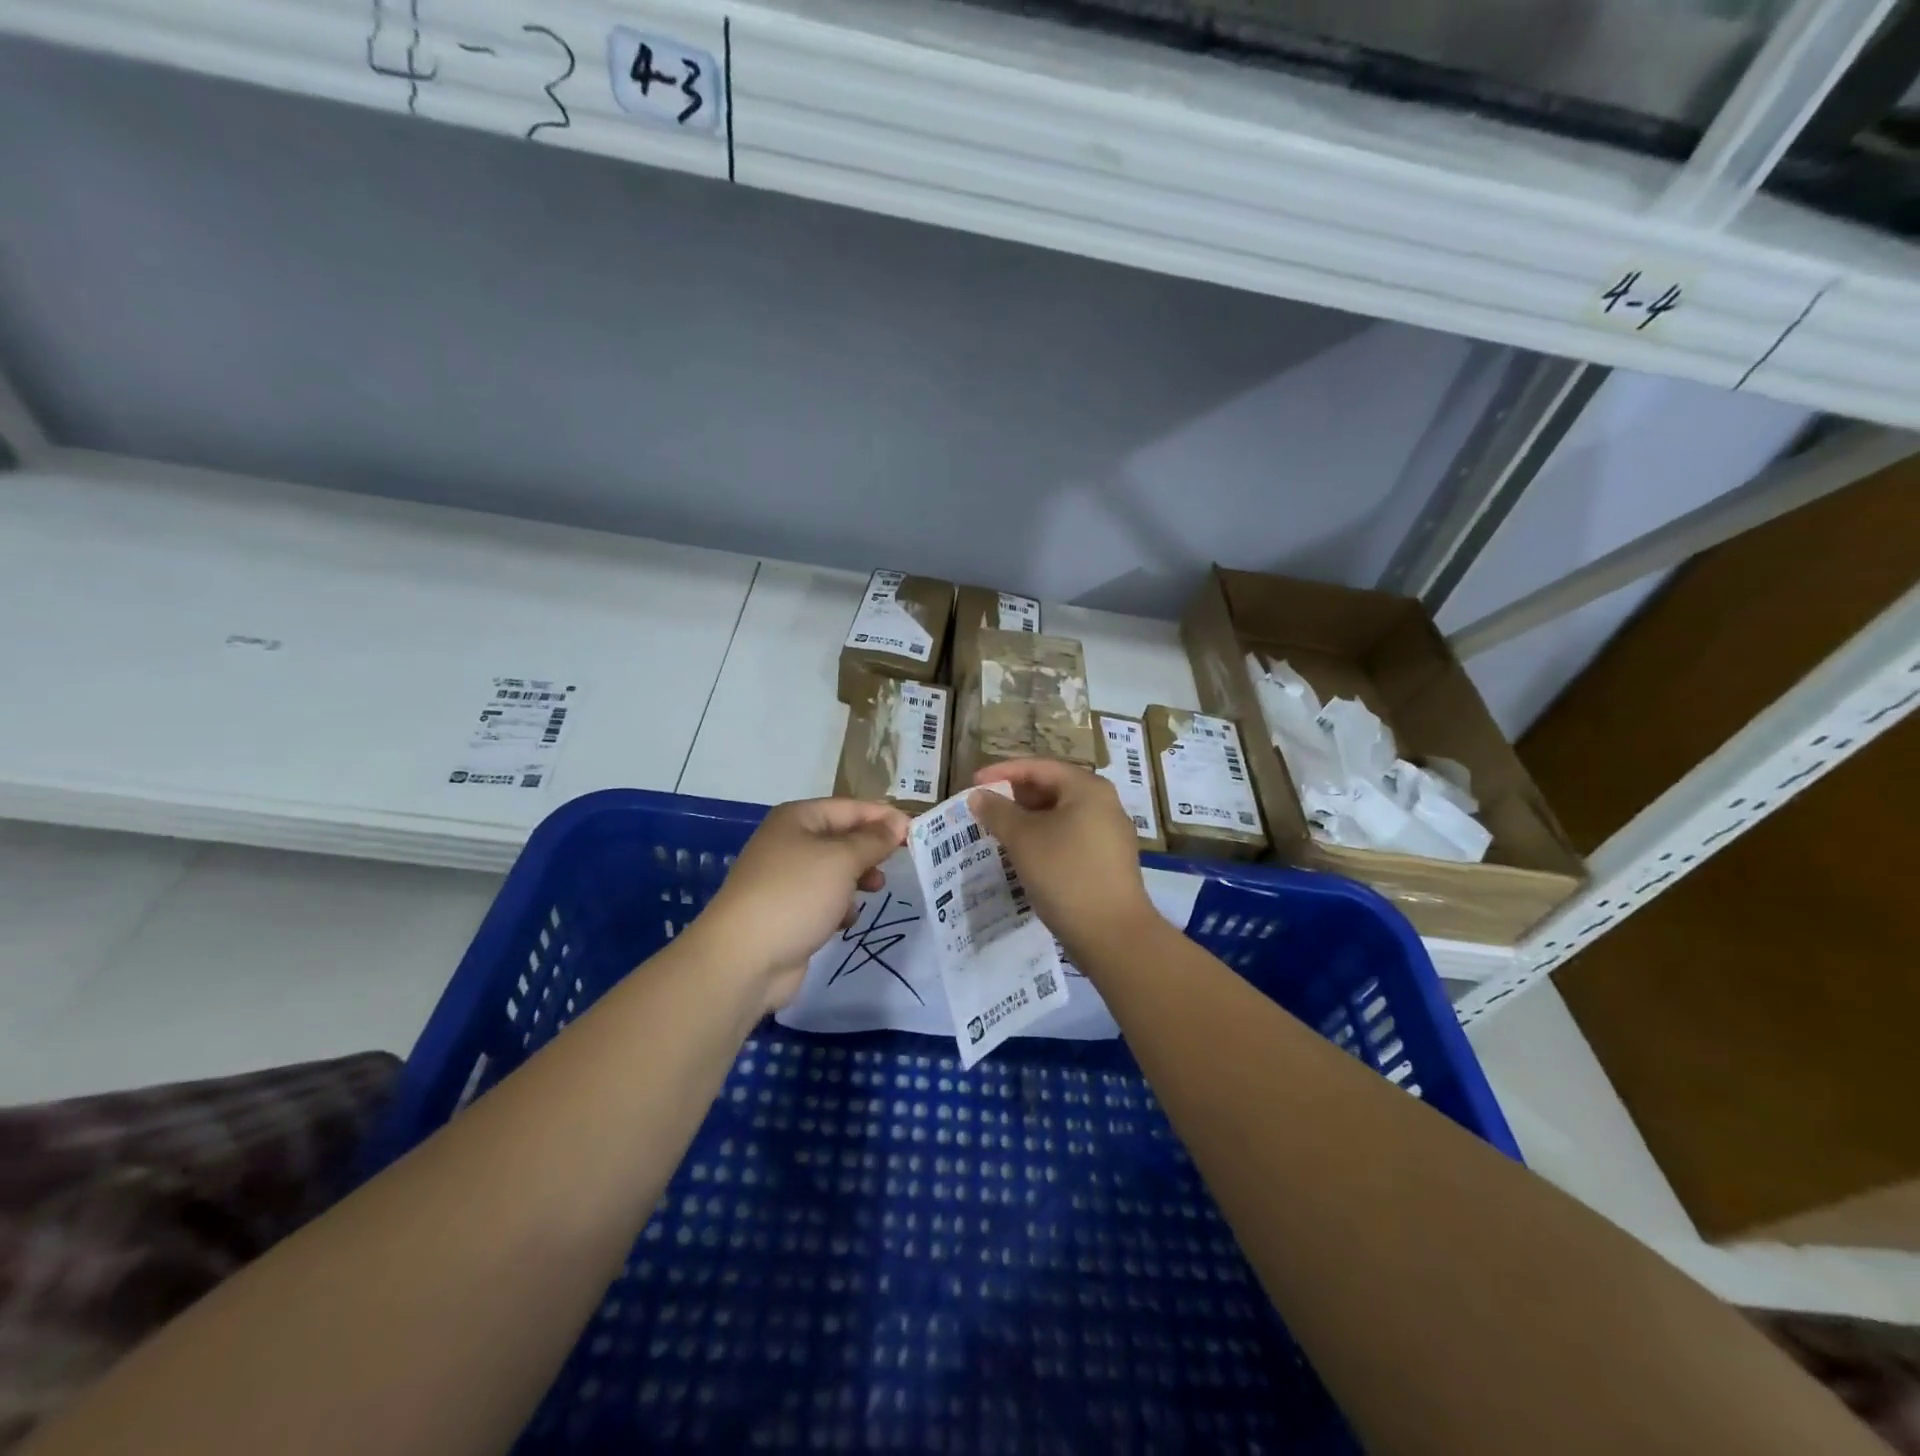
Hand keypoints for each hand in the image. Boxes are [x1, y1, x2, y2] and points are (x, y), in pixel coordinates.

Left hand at [693, 798, 909, 1013]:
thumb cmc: (796, 895)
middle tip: (899, 863)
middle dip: (871, 849)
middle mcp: (789, 843)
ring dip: (858, 879)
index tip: (916, 832)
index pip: (850, 808)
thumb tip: (897, 824)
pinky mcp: (787, 912)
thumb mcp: (842, 860)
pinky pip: (823, 900)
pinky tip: (845, 920)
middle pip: (842, 838)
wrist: (744, 958)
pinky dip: (839, 907)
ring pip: (835, 871)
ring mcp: (786, 879)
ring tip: (876, 890)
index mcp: (797, 819)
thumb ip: (873, 840)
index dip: (883, 817)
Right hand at [968, 759, 1156, 959]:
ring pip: (1061, 816)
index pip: (1040, 767)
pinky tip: (1025, 855)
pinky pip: (1070, 837)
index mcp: (1088, 788)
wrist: (1112, 934)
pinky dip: (1045, 839)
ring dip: (1029, 820)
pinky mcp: (1109, 861)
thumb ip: (998, 811)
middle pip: (1053, 788)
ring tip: (999, 832)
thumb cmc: (1065, 873)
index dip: (1003, 771)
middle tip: (985, 808)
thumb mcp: (1023, 839)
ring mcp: (1110, 834)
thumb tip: (979, 795)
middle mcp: (1105, 804)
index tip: (974, 783)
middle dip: (1016, 796)